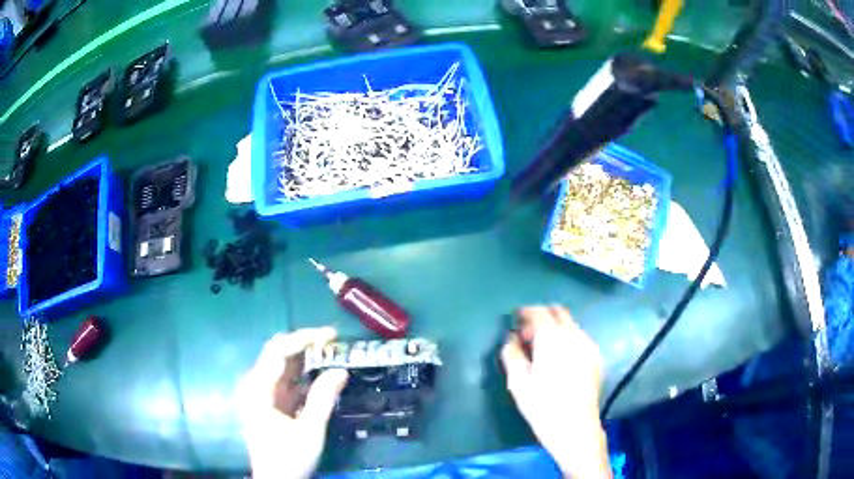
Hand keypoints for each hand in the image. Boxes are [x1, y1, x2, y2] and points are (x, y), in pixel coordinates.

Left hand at [237, 327, 348, 478]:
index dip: (304, 338)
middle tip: (333, 343)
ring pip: (284, 367)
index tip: (331, 335)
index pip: (278, 350)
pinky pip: (288, 382)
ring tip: (332, 355)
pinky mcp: (271, 404)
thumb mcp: (309, 430)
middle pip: (278, 353)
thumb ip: (323, 399)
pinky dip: (305, 376)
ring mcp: (263, 395)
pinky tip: (322, 378)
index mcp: (259, 388)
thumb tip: (340, 370)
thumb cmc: (289, 458)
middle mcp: (257, 385)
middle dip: (305, 345)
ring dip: (306, 360)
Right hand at [501, 306, 610, 478]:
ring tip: (543, 348)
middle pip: (557, 312)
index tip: (515, 321)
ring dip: (555, 327)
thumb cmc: (542, 405)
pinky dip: (566, 337)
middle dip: (541, 316)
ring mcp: (588, 344)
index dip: (524, 313)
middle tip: (527, 334)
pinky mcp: (596, 356)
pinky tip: (560, 358)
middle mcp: (573, 334)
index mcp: (551, 338)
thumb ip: (511, 354)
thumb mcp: (517, 382)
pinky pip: (579, 336)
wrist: (575, 427)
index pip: (538, 312)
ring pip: (570, 323)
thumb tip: (511, 338)